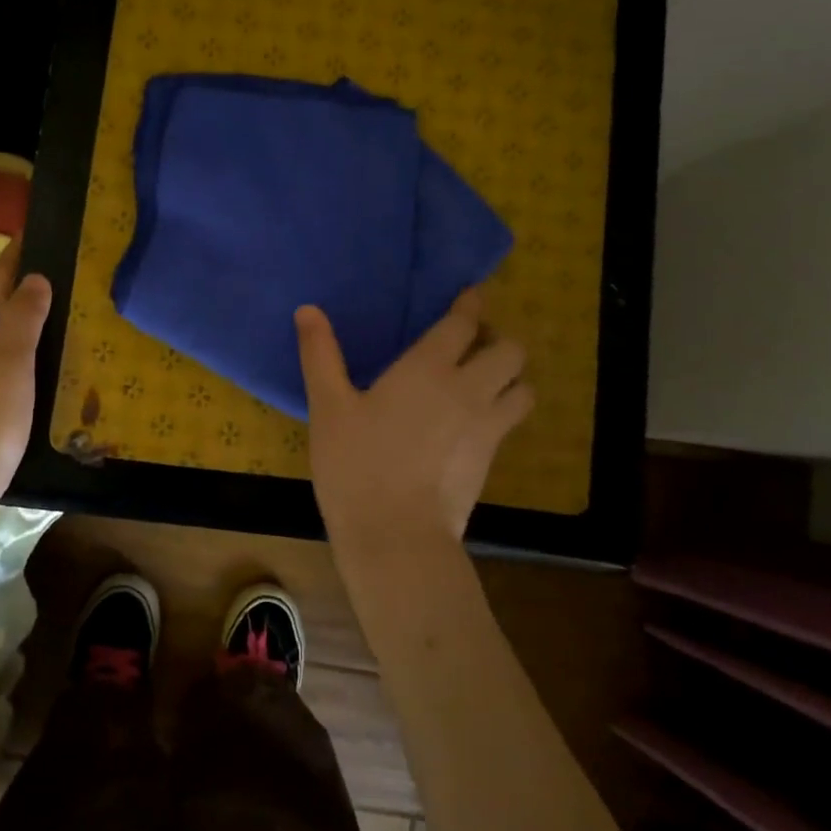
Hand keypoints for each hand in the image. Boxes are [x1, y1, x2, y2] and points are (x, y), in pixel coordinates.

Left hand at [0, 241, 51, 505]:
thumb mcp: (10, 361)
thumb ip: (23, 318)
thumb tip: (34, 277)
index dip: (14, 257)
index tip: (34, 231)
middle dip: (21, 285)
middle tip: (60, 271)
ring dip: (23, 318)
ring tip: (57, 311)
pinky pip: (2, 361)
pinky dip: (21, 348)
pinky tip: (39, 360)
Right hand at [296, 290, 532, 552]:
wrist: (396, 534)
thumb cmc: (356, 465)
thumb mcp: (328, 407)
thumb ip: (320, 355)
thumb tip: (307, 310)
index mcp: (428, 368)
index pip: (464, 323)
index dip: (470, 304)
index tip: (470, 295)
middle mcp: (468, 389)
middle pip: (509, 350)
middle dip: (496, 340)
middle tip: (470, 346)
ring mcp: (486, 425)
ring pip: (523, 386)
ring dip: (509, 376)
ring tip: (482, 381)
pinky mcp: (491, 458)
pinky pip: (510, 420)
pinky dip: (502, 408)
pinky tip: (473, 420)